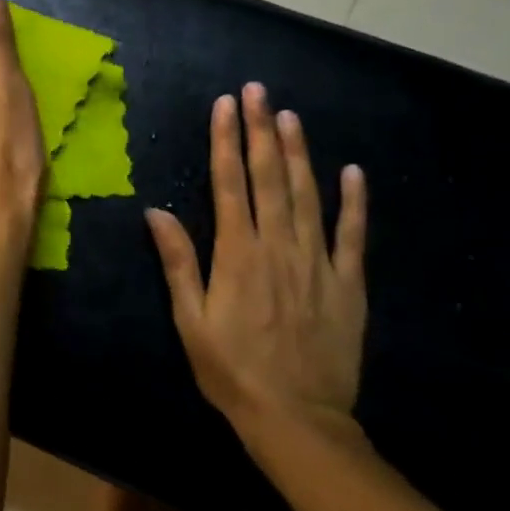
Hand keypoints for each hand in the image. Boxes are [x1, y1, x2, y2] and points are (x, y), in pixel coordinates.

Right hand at [146, 83, 368, 442]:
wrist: (297, 419)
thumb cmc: (232, 370)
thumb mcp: (190, 320)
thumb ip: (178, 262)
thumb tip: (156, 211)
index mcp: (237, 255)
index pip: (230, 185)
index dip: (226, 141)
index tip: (225, 106)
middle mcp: (278, 248)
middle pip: (269, 178)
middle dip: (260, 130)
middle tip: (257, 91)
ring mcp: (318, 263)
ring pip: (308, 195)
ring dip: (298, 152)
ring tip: (290, 115)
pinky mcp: (348, 284)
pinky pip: (352, 235)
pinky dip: (353, 201)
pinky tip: (351, 171)